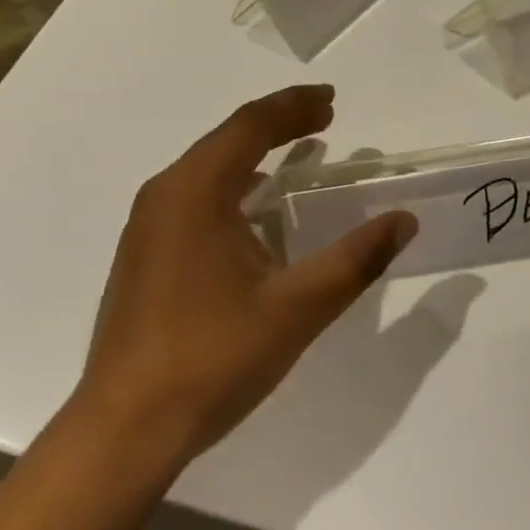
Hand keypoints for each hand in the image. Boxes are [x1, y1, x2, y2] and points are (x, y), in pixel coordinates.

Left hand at [74, 85, 418, 471]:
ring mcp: (147, 225)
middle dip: (277, 123)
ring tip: (297, 152)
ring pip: (207, 168)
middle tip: (324, 118)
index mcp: (195, 190)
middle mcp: (165, 194)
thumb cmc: (213, 357)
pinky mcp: (143, 254)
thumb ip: (355, 260)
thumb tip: (404, 221)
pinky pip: (193, 196)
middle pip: (227, 138)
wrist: (125, 428)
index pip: (251, 125)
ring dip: (253, 154)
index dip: (294, 106)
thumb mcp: (297, 307)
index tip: (332, 100)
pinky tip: (254, 210)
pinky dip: (232, 185)